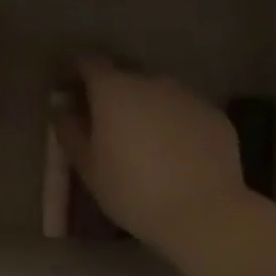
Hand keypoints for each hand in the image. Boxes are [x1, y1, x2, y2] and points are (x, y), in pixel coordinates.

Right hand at [53, 54, 249, 252]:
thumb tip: (62, 109)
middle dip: (109, 87)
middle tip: (102, 116)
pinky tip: (173, 151)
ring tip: (141, 137)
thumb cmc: (133, 191)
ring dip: (143, 104)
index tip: (67, 87)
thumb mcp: (89, 168)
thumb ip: (70, 131)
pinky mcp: (213, 114)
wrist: (205, 214)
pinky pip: (183, 109)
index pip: (87, 61)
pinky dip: (171, 121)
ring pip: (156, 90)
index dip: (73, 69)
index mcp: (114, 90)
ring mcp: (187, 95)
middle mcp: (151, 81)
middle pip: (124, 71)